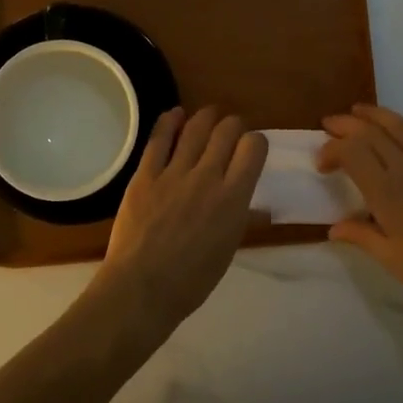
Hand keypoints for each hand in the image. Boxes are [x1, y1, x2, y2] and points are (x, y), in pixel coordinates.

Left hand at [91, 108, 266, 337]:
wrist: (142, 287)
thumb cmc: (191, 280)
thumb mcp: (227, 250)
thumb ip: (243, 221)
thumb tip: (260, 209)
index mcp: (233, 198)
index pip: (254, 147)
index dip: (255, 142)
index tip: (250, 148)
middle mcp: (208, 176)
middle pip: (227, 130)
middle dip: (232, 126)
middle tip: (229, 133)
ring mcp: (174, 173)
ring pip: (196, 127)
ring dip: (205, 117)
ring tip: (208, 116)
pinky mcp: (145, 174)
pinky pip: (159, 138)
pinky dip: (169, 121)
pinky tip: (175, 115)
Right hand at [318, 104, 402, 316]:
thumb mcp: (391, 258)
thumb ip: (361, 235)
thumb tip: (333, 228)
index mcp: (388, 192)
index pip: (352, 152)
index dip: (332, 149)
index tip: (323, 163)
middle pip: (372, 132)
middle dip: (346, 125)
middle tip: (330, 124)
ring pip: (401, 124)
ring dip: (376, 115)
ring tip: (359, 113)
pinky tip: (402, 127)